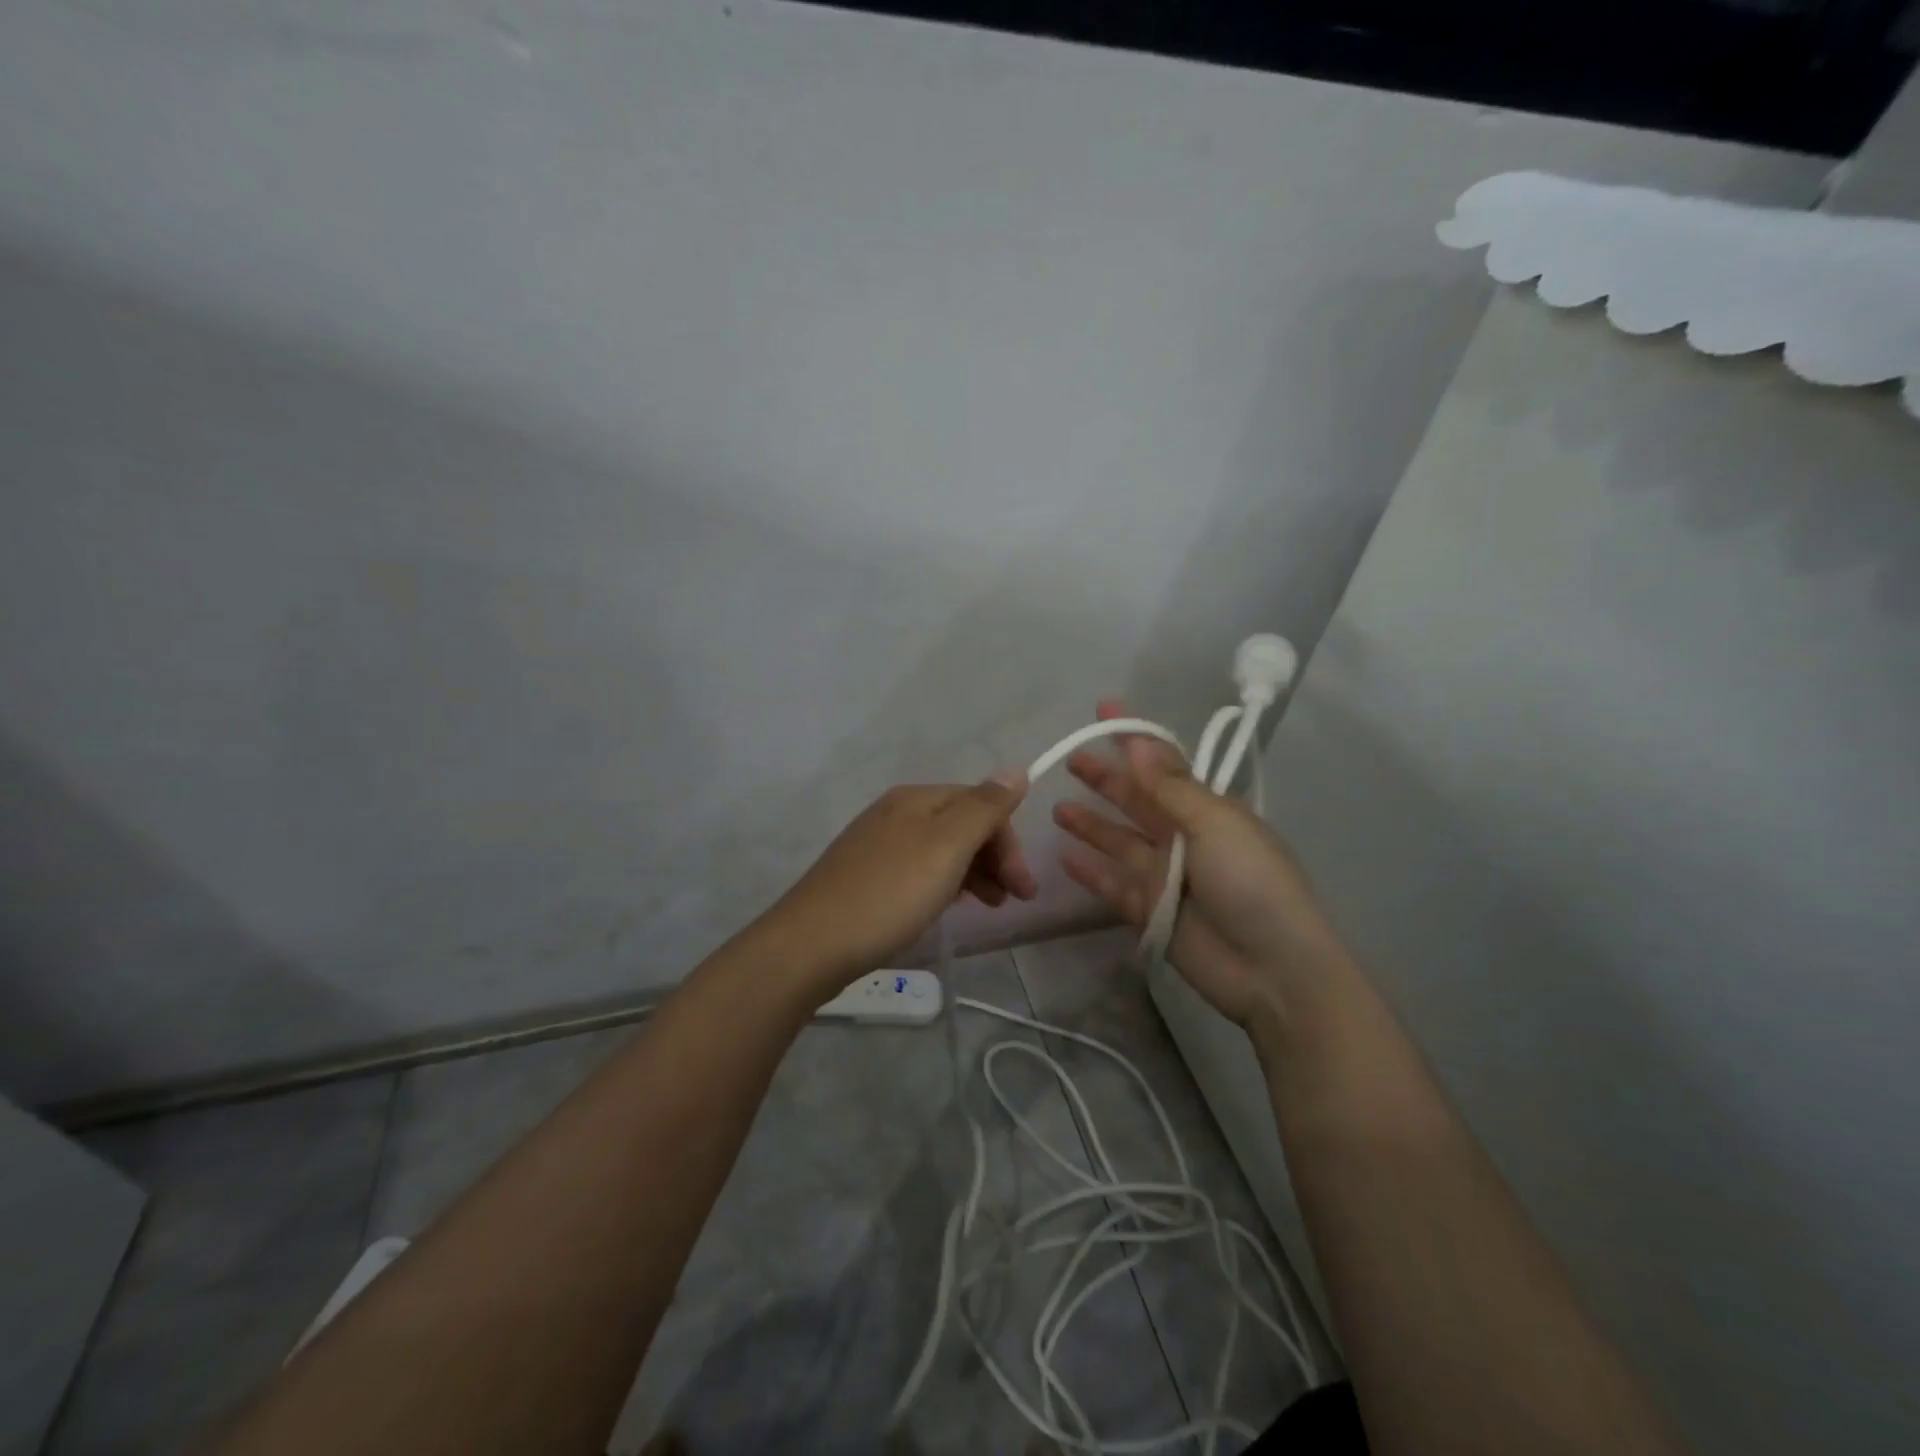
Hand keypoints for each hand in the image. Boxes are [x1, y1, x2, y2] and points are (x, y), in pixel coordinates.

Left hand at [762, 773, 1036, 997]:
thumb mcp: (945, 846)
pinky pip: (920, 871)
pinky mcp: (867, 878)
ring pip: (942, 850)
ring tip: (991, 907)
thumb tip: (1015, 768)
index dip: (1008, 839)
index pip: (979, 803)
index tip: (1024, 885)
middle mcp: (896, 813)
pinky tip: (950, 908)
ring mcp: (878, 846)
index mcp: (916, 799)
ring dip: (975, 873)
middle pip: (961, 825)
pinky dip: (946, 885)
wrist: (811, 945)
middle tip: (1015, 899)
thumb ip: (983, 807)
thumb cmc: (888, 893)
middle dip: (996, 857)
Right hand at [1053, 701, 1341, 1025]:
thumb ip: (1170, 786)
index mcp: (1207, 810)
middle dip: (1105, 778)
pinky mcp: (1149, 911)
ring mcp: (1164, 876)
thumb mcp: (1215, 823)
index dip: (1134, 737)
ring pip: (1119, 841)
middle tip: (1070, 759)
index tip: (1103, 710)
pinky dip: (1090, 872)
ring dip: (1091, 824)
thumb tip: (1138, 742)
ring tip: (1057, 808)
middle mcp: (1184, 837)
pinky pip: (1112, 885)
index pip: (1163, 764)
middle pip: (1136, 800)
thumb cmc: (1250, 881)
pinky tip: (1064, 857)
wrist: (1271, 968)